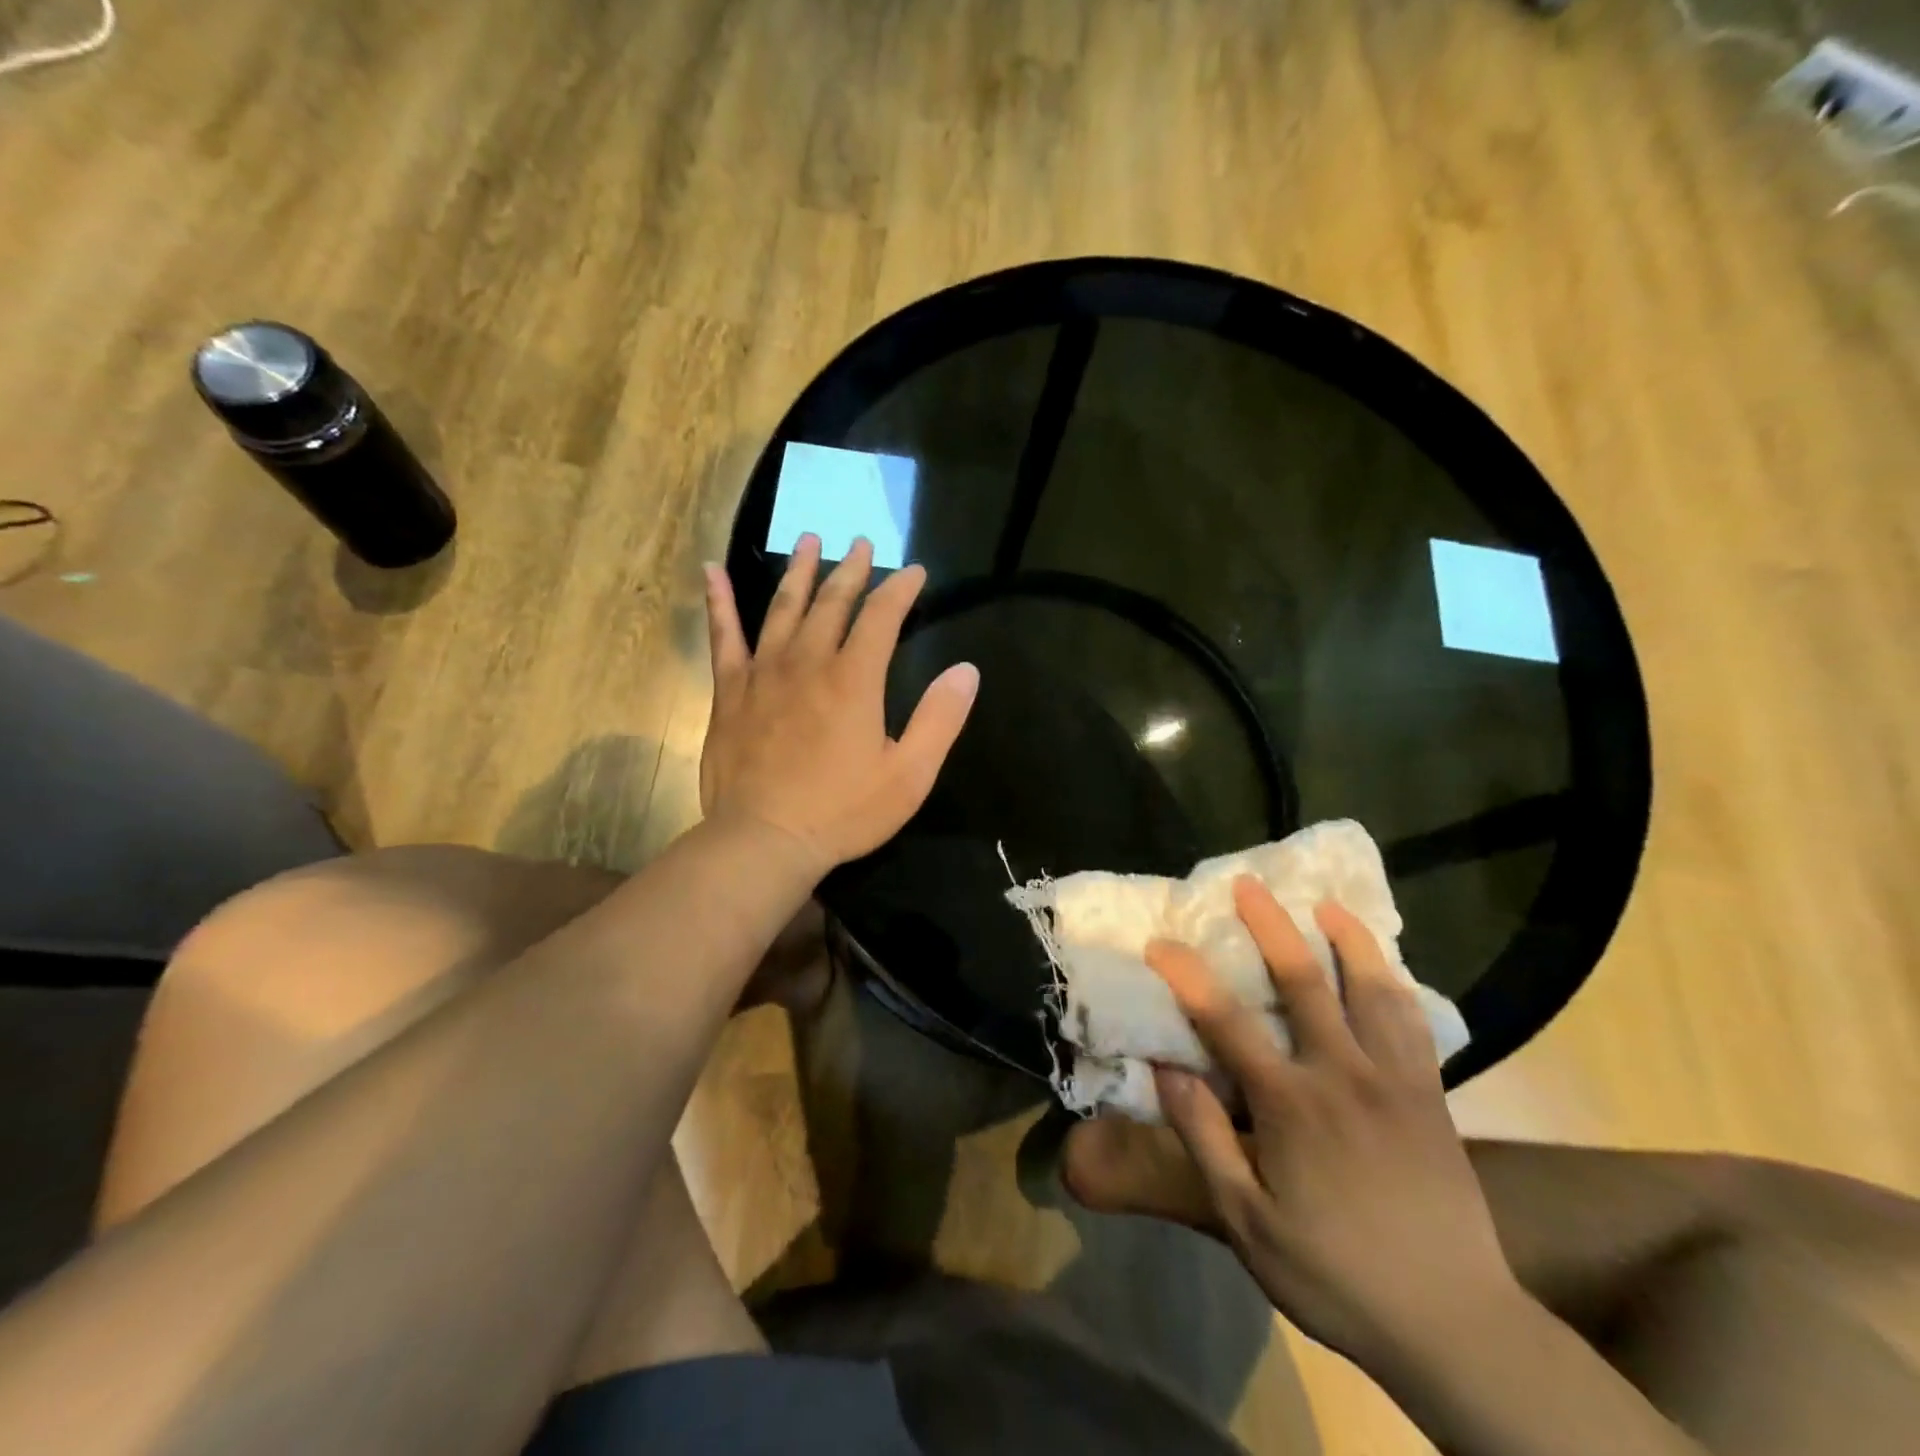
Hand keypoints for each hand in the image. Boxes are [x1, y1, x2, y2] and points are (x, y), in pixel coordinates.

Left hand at [699, 535, 978, 878]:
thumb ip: (940, 719)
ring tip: (809, 540)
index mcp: (855, 679)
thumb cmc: (843, 812)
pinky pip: (724, 636)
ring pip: (783, 607)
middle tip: (861, 543)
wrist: (764, 840)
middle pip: (832, 602)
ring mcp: (764, 673)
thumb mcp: (910, 774)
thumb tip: (967, 670)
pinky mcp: (730, 691)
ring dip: (799, 571)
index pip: (882, 616)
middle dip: (852, 570)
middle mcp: (808, 662)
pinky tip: (713, 571)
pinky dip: (719, 602)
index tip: (915, 573)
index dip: (901, 589)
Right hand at [1062, 878, 1522, 1366]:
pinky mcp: (1430, 1095)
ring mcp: (1394, 1080)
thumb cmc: (1335, 1274)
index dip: (1187, 975)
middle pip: (1302, 981)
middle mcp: (1343, 1074)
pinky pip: (1413, 1022)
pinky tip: (1382, 966)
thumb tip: (1167, 1068)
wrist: (1455, 1325)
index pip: (1226, 1022)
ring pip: (1370, 989)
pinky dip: (1393, 982)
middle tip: (1248, 884)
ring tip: (1327, 904)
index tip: (1159, 942)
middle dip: (1270, 926)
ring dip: (1347, 939)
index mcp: (1291, 1104)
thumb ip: (1204, 1139)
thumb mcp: (1247, 1222)